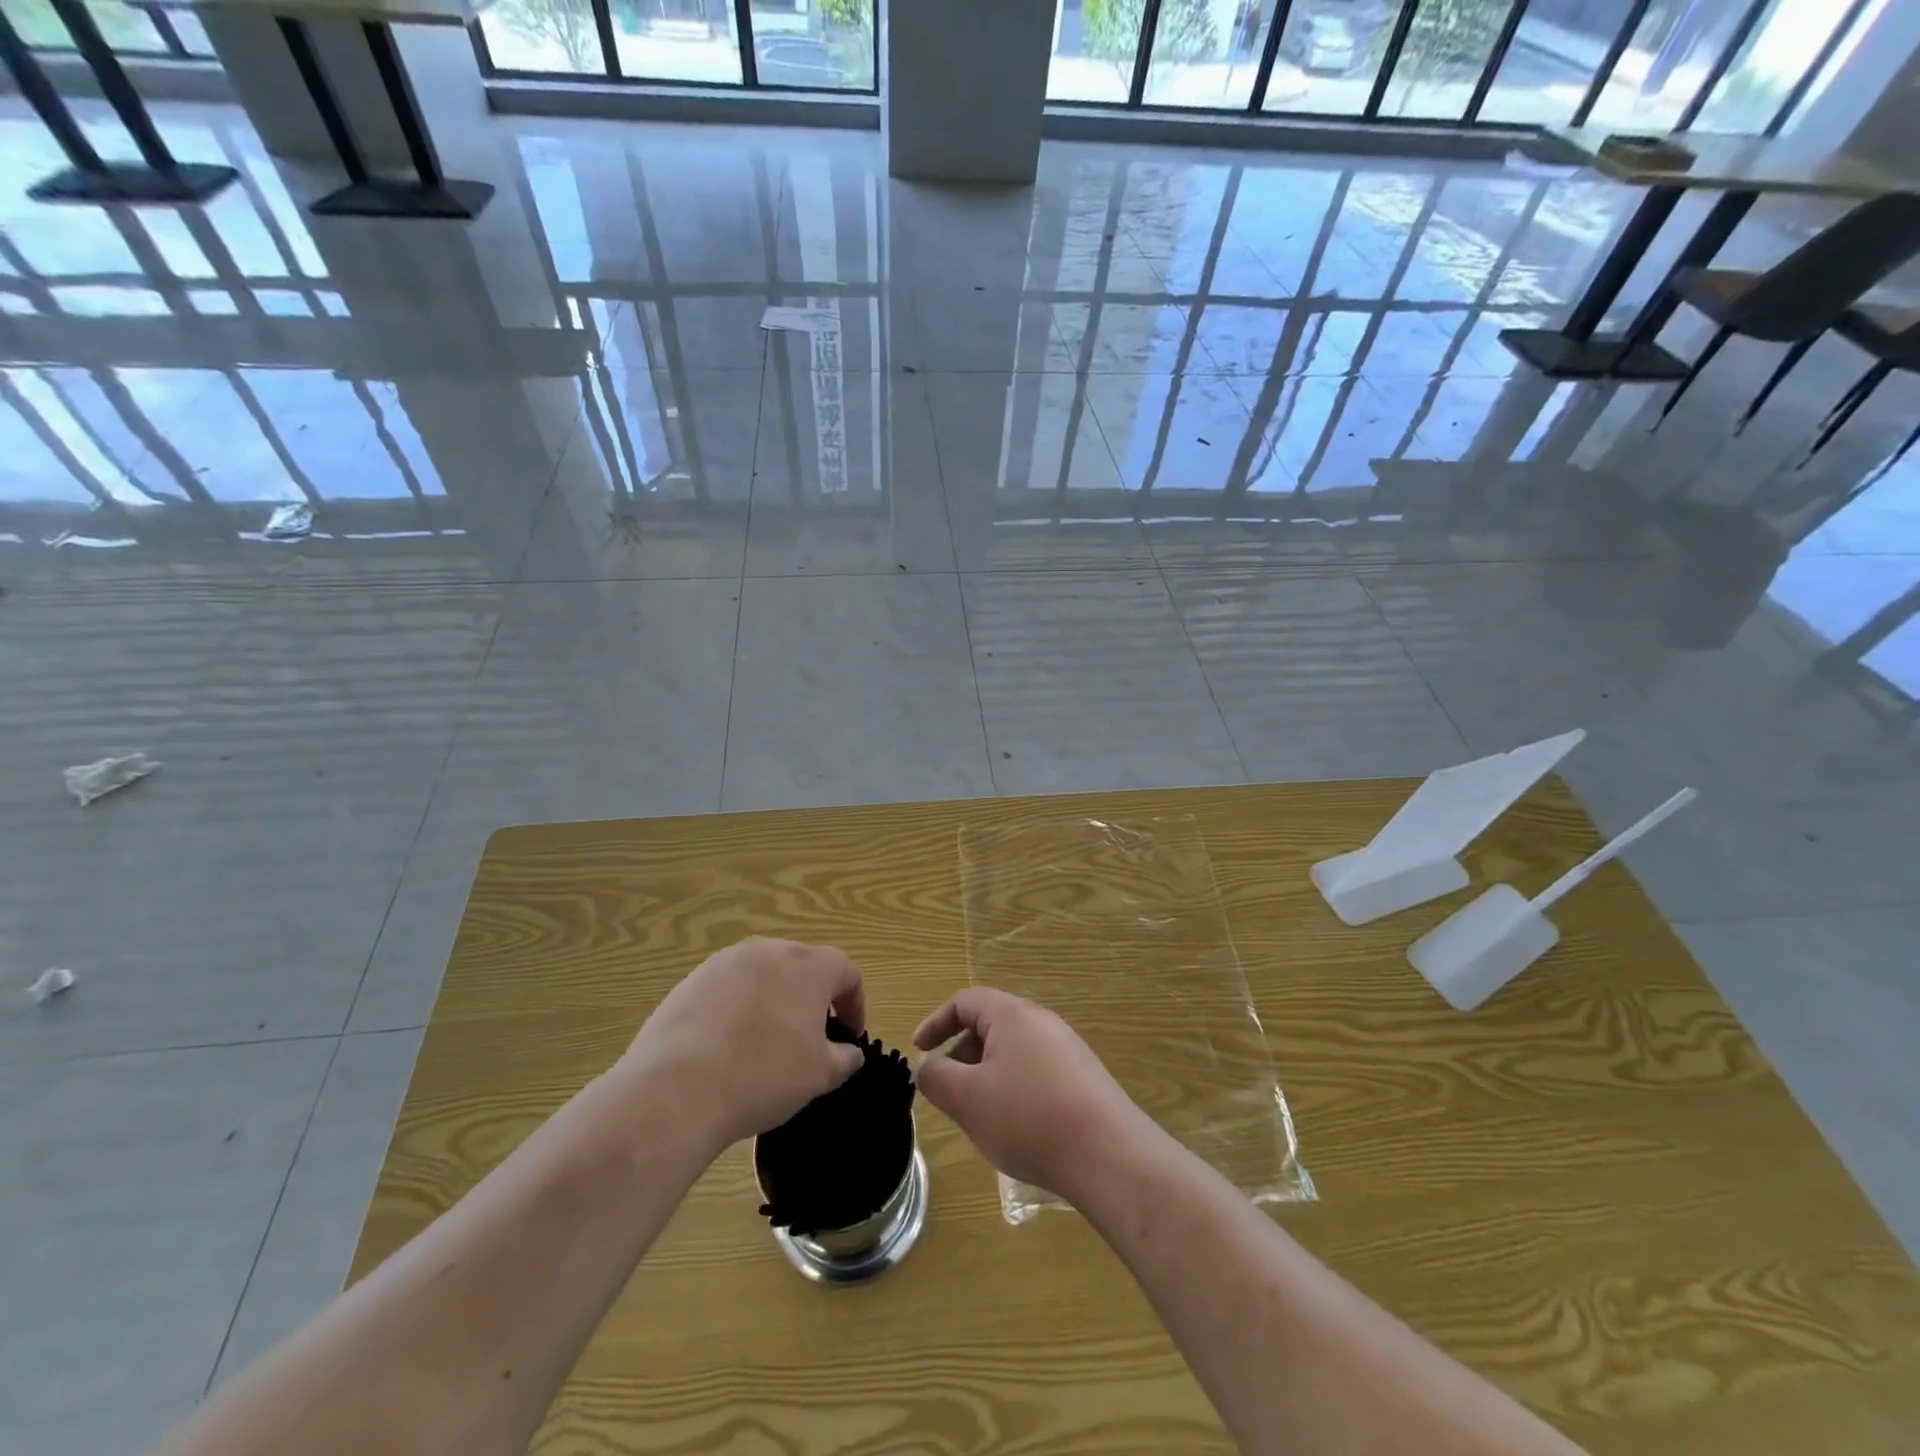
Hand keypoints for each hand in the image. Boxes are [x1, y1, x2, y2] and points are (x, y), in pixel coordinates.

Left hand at [625, 938, 866, 1151]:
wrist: (676, 1090)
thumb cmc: (763, 1076)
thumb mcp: (819, 1076)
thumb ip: (843, 1058)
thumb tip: (849, 1052)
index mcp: (808, 966)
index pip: (846, 971)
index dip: (854, 1003)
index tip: (849, 1035)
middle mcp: (769, 951)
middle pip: (802, 965)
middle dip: (812, 997)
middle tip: (810, 1035)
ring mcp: (725, 961)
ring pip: (763, 973)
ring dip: (773, 999)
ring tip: (765, 1040)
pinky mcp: (691, 980)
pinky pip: (728, 987)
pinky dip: (737, 1007)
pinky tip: (727, 1045)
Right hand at [913, 989, 1148, 1198]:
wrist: (1109, 1156)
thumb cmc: (1028, 1119)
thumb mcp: (967, 1099)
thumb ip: (936, 1077)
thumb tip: (927, 1066)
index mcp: (1012, 1015)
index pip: (965, 1002)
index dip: (936, 1023)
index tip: (918, 1050)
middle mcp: (1042, 1021)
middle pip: (990, 1024)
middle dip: (961, 1054)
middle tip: (948, 1090)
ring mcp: (1067, 1048)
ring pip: (1013, 1051)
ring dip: (987, 1074)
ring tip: (979, 1114)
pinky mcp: (1083, 1077)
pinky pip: (1036, 1070)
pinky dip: (1013, 1087)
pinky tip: (1016, 1127)